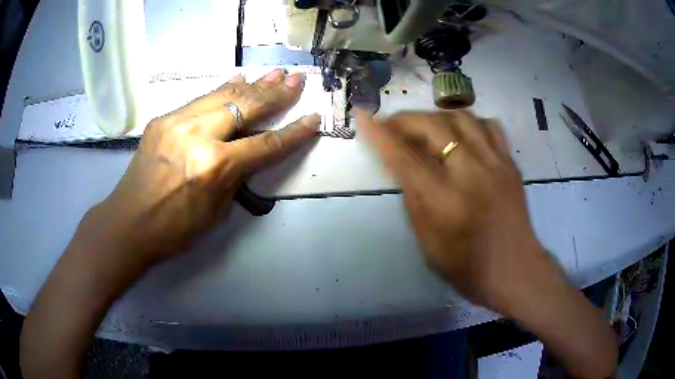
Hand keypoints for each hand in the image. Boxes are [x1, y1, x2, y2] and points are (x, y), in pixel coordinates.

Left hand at [21, 69, 319, 378]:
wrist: (128, 223)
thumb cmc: (174, 229)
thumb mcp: (216, 211)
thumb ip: (236, 176)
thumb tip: (249, 148)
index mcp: (214, 167)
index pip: (265, 144)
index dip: (293, 132)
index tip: (313, 118)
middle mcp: (198, 136)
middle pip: (246, 107)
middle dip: (276, 94)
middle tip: (297, 79)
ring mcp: (177, 122)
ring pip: (224, 95)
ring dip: (253, 84)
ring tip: (276, 74)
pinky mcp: (163, 118)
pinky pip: (200, 98)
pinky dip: (222, 89)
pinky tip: (238, 79)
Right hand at [357, 110, 538, 305]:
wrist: (515, 270)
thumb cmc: (468, 267)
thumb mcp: (429, 244)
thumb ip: (415, 202)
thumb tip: (405, 169)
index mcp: (445, 201)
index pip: (403, 158)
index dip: (379, 135)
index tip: (363, 116)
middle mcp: (471, 174)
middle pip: (433, 126)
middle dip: (406, 119)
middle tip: (394, 124)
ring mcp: (495, 164)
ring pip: (462, 117)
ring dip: (437, 117)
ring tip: (428, 128)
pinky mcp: (511, 163)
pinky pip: (490, 126)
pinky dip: (470, 123)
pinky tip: (464, 135)